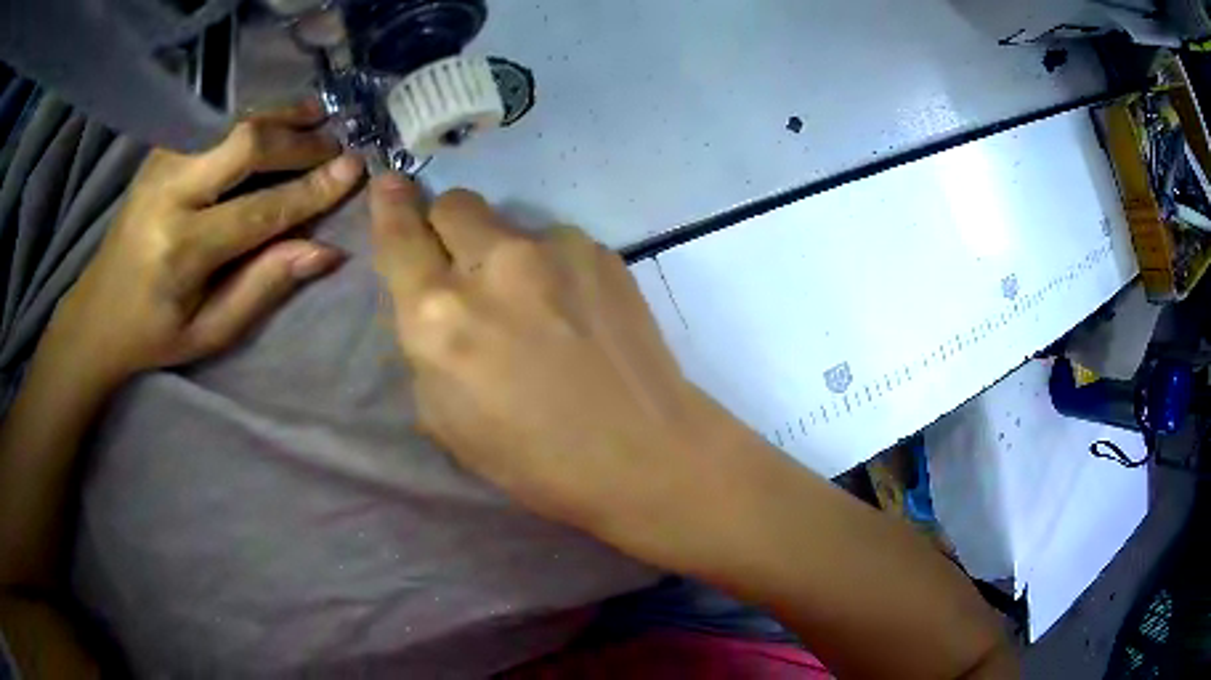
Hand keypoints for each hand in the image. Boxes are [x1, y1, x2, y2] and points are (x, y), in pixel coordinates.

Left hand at [47, 102, 363, 387]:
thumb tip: (326, 250)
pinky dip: (250, 118)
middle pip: (245, 144)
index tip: (355, 169)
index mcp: (181, 250)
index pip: (260, 209)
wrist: (97, 312)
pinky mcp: (159, 154)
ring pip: (230, 122)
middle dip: (298, 140)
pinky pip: (212, 123)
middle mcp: (169, 194)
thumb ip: (264, 285)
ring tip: (316, 117)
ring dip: (279, 117)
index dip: (311, 189)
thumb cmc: (155, 333)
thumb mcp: (211, 331)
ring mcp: (160, 165)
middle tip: (336, 143)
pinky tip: (274, 121)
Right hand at [370, 174, 743, 540]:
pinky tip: (576, 312)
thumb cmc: (533, 459)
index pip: (400, 236)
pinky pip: (556, 244)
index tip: (390, 182)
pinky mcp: (600, 252)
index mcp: (438, 314)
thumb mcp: (444, 417)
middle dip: (448, 227)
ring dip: (505, 253)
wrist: (641, 452)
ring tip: (536, 305)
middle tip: (465, 265)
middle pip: (455, 203)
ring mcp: (554, 250)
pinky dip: (551, 268)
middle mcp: (491, 264)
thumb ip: (426, 344)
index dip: (390, 205)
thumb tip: (433, 303)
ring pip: (509, 224)